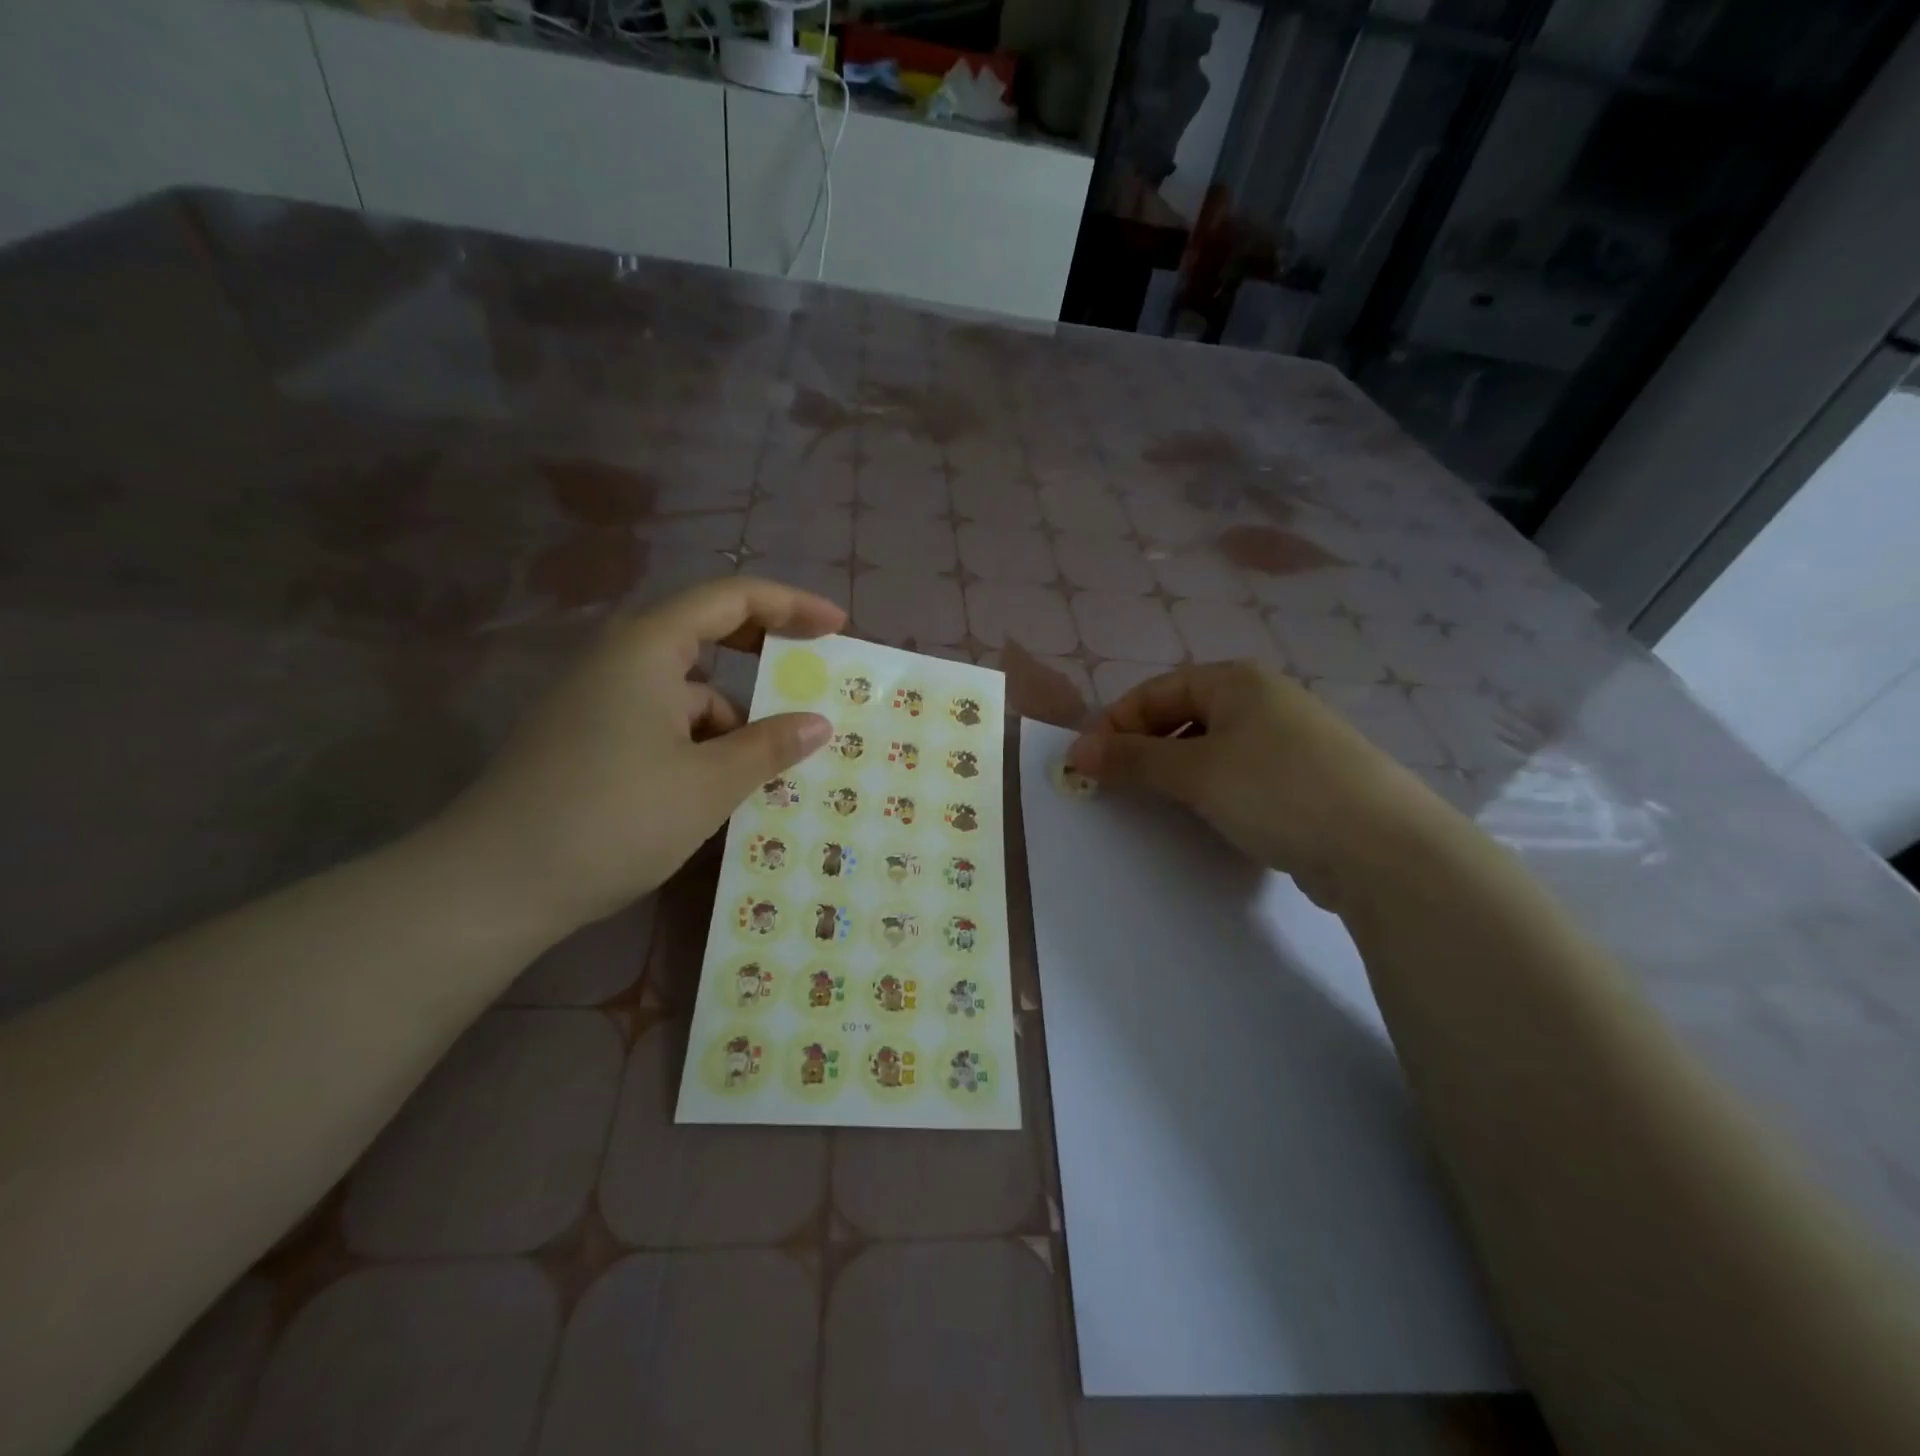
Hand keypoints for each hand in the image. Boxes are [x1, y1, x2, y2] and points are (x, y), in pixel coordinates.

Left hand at [435, 578, 843, 938]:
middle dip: (762, 653)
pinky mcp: (588, 739)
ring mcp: (599, 701)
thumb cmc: (614, 818)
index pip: (731, 598)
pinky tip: (716, 791)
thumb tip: (818, 723)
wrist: (492, 885)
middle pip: (705, 634)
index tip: (837, 627)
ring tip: (768, 769)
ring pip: (685, 691)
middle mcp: (620, 660)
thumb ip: (770, 746)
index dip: (791, 605)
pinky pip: (662, 723)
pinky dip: (699, 744)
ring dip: (731, 718)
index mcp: (647, 648)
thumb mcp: (709, 783)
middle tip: (809, 676)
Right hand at [1066, 661, 1455, 911]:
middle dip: (1144, 749)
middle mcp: (1263, 699)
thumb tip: (1076, 751)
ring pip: (1210, 747)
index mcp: (1236, 681)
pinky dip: (1212, 790)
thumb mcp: (1195, 772)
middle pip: (1181, 716)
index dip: (1115, 725)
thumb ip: (1132, 759)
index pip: (1154, 692)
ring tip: (1160, 804)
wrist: (1384, 849)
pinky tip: (1210, 817)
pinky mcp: (1304, 778)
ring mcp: (1288, 739)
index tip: (1088, 766)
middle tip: (1118, 788)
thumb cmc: (1277, 791)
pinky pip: (1240, 774)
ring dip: (1176, 772)